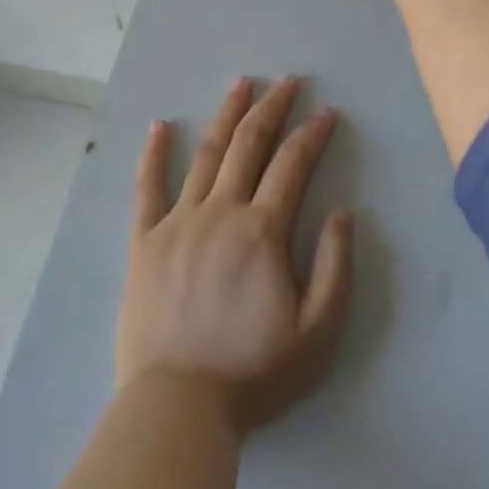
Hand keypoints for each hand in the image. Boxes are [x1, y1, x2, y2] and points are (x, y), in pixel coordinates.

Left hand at [119, 76, 354, 435]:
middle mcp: (220, 212)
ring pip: (205, 154)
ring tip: (240, 83)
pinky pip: (147, 187)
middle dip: (272, 108)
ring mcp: (178, 222)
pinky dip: (152, 153)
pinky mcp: (144, 240)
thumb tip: (344, 212)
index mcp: (262, 231)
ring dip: (225, 115)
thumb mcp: (318, 332)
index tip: (327, 112)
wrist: (178, 406)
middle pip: (248, 145)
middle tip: (287, 82)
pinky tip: (158, 125)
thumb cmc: (254, 373)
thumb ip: (335, 267)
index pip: (293, 165)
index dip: (312, 134)